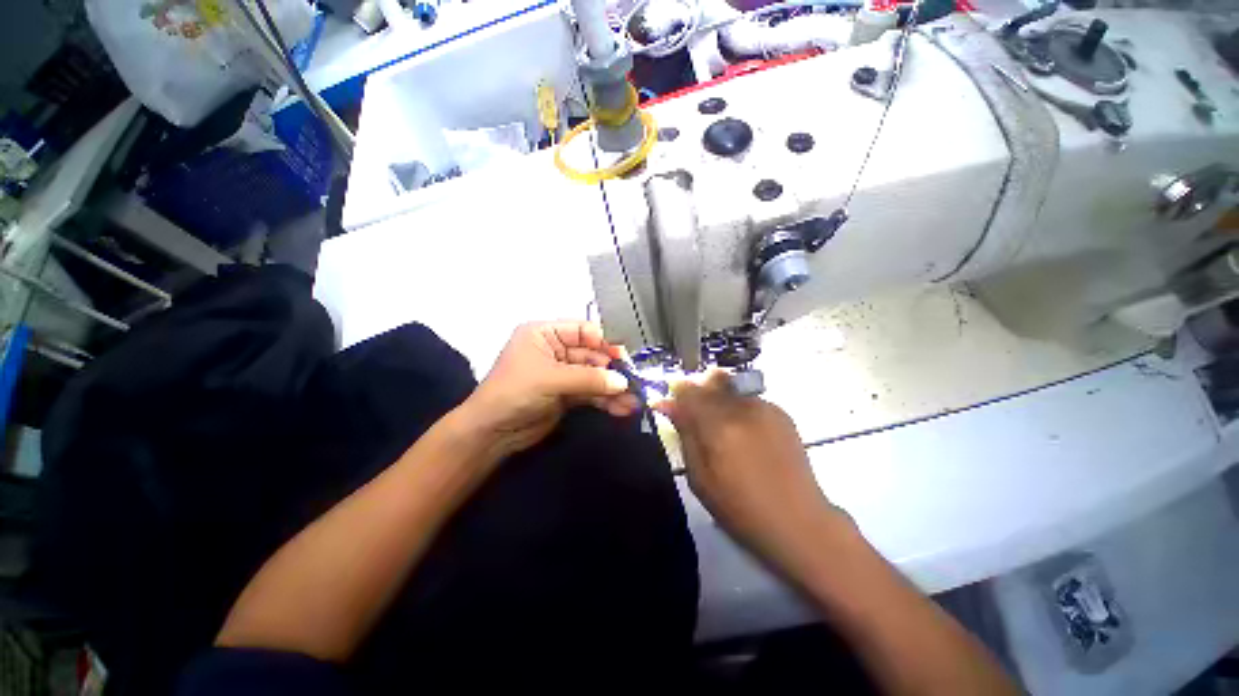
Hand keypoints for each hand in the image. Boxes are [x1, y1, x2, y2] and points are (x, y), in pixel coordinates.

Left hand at [459, 322, 640, 456]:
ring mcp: (562, 374)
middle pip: (592, 355)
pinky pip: (591, 393)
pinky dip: (606, 400)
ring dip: (613, 388)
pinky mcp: (567, 395)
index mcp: (545, 334)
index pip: (582, 330)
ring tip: (633, 400)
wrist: (491, 433)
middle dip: (612, 370)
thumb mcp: (550, 379)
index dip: (604, 341)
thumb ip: (588, 378)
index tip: (624, 357)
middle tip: (633, 382)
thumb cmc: (514, 392)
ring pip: (594, 376)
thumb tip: (622, 382)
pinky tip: (622, 408)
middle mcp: (555, 350)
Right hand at [654, 371, 851, 572]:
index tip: (672, 404)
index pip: (689, 389)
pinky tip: (745, 434)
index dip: (677, 393)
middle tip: (697, 417)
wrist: (799, 522)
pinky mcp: (782, 413)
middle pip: (712, 380)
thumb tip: (666, 404)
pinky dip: (739, 407)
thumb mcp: (700, 477)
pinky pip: (749, 399)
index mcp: (719, 425)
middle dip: (699, 392)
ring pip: (732, 386)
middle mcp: (743, 407)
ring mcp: (766, 407)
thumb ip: (684, 434)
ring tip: (723, 428)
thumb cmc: (740, 508)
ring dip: (720, 398)